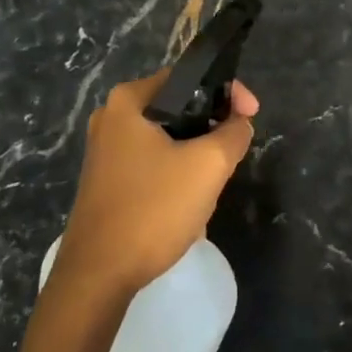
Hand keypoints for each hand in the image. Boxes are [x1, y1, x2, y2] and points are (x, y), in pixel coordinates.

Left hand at [54, 70, 258, 297]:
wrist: (99, 274)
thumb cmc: (153, 209)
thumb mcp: (208, 166)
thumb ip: (233, 134)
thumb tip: (239, 123)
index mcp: (129, 101)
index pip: (189, 77)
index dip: (228, 92)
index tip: (252, 116)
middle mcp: (112, 117)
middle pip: (179, 109)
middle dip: (211, 132)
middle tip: (231, 157)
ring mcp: (105, 150)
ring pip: (168, 140)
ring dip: (196, 159)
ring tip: (210, 188)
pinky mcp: (107, 180)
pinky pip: (153, 164)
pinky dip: (176, 176)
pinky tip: (186, 206)